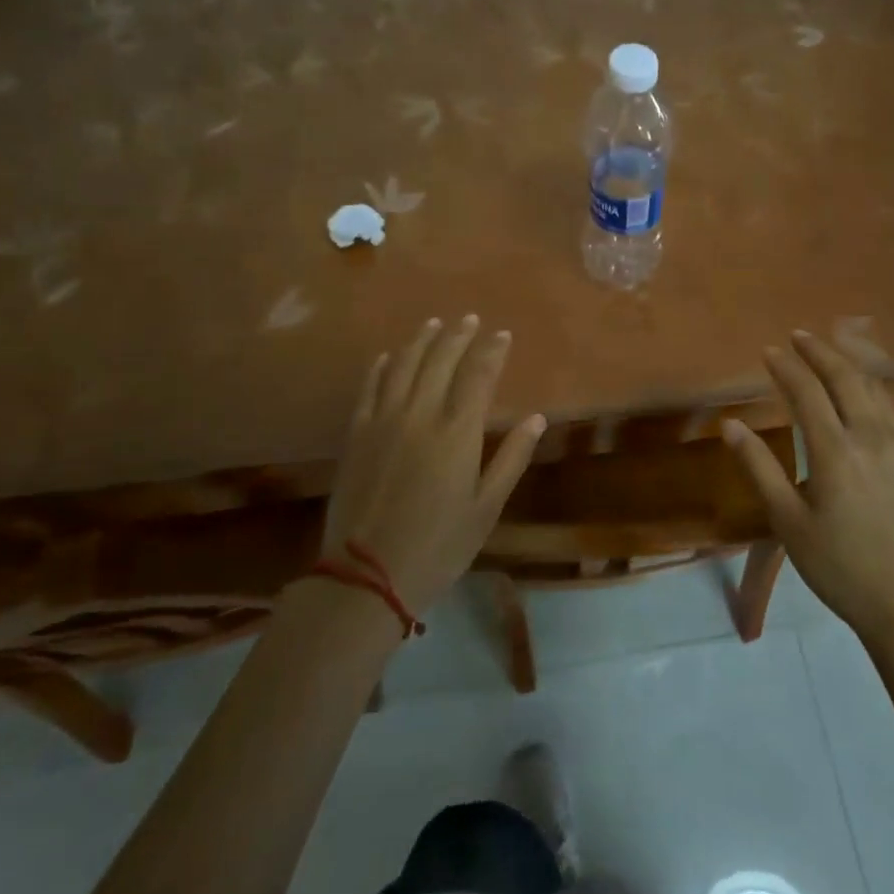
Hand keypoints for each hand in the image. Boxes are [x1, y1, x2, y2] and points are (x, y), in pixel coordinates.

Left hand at [323, 316, 544, 616]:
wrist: (365, 574)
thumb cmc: (438, 545)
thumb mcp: (486, 508)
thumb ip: (511, 458)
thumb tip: (537, 418)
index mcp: (457, 432)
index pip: (479, 375)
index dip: (492, 350)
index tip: (502, 334)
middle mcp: (420, 414)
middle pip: (441, 360)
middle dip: (458, 335)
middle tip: (470, 319)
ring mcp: (383, 420)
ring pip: (404, 365)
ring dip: (422, 340)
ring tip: (434, 324)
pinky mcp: (356, 434)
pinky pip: (370, 387)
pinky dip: (382, 366)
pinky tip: (390, 356)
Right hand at [722, 330, 893, 651]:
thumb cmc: (839, 567)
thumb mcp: (788, 522)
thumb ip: (759, 468)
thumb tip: (730, 425)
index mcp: (835, 453)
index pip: (807, 393)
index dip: (786, 368)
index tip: (768, 351)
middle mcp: (871, 439)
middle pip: (845, 379)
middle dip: (820, 352)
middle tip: (798, 336)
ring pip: (874, 390)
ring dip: (848, 364)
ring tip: (828, 352)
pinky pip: (893, 409)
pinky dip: (873, 388)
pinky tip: (865, 391)